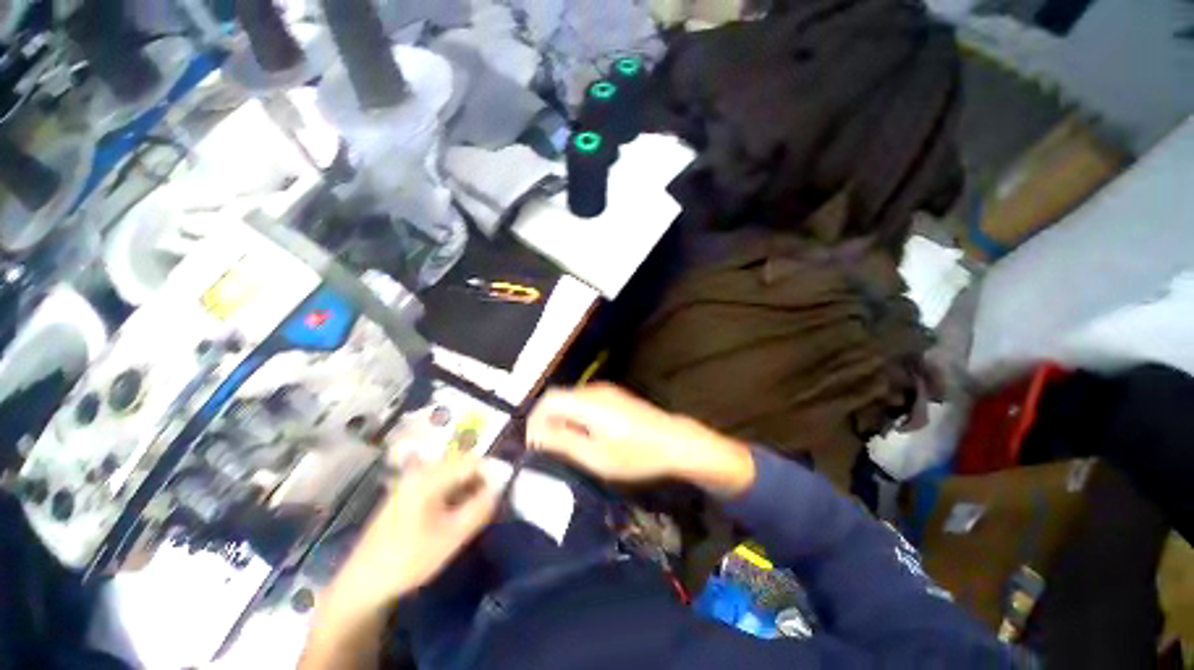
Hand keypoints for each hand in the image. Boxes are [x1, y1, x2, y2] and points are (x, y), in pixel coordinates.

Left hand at [326, 456, 499, 614]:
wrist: (362, 584)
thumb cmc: (408, 559)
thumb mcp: (451, 536)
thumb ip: (480, 509)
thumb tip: (500, 489)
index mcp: (429, 477)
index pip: (473, 461)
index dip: (492, 473)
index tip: (503, 493)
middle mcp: (420, 472)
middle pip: (462, 465)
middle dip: (481, 480)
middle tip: (492, 503)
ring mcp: (410, 483)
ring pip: (452, 475)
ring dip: (468, 488)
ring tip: (477, 510)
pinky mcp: (406, 495)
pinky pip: (439, 485)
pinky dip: (454, 494)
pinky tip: (456, 514)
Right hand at [526, 384, 755, 496]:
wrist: (674, 442)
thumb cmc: (636, 453)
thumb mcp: (595, 456)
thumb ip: (562, 442)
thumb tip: (535, 434)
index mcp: (587, 402)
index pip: (548, 400)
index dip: (534, 419)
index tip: (532, 443)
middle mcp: (594, 390)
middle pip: (559, 398)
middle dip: (547, 421)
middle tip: (546, 448)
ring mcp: (606, 391)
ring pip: (572, 400)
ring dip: (562, 419)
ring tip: (563, 446)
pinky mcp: (615, 396)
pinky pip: (585, 402)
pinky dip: (576, 417)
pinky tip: (584, 436)